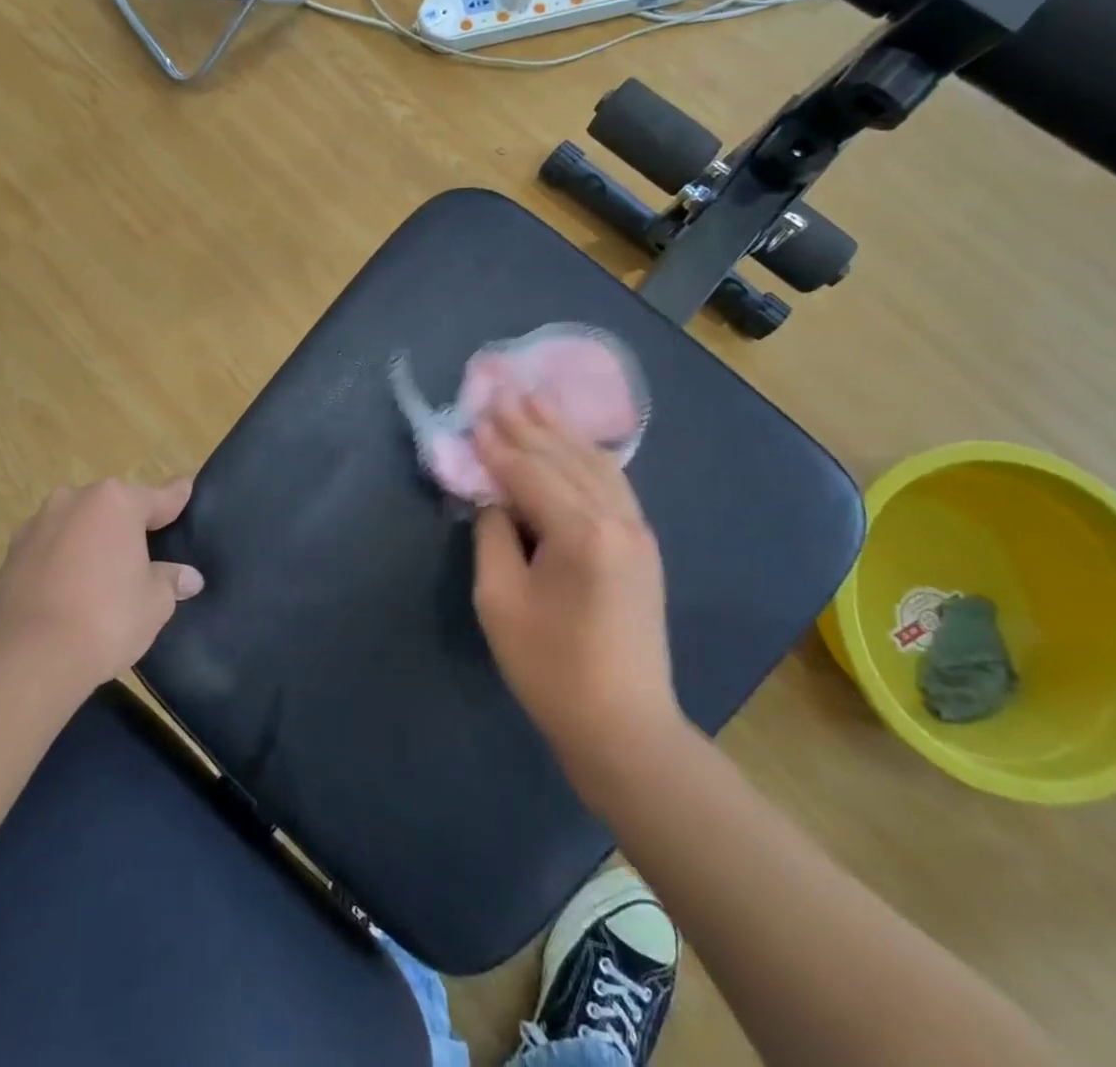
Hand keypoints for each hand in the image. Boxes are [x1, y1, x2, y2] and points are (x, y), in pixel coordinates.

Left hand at [0, 477, 202, 693]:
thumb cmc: (106, 618)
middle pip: (113, 507)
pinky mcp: (10, 555)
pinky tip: (71, 591)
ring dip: (91, 541)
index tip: (187, 488)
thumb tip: (188, 577)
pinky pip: (50, 550)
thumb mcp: (154, 603)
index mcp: (116, 502)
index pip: (160, 497)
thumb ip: (170, 581)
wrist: (27, 658)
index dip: (177, 498)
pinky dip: (63, 562)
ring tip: (105, 576)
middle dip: (128, 525)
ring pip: (78, 526)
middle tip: (147, 552)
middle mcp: (74, 501)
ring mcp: (37, 525)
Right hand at [472, 394, 680, 762]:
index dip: (497, 445)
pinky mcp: (642, 546)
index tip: (474, 415)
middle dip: (529, 424)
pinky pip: (613, 484)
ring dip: (561, 432)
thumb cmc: (549, 667)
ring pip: (595, 464)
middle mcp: (616, 519)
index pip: (529, 472)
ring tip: (535, 400)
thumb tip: (494, 499)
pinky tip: (574, 443)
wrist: (622, 725)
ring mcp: (637, 531)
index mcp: (580, 531)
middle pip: (564, 458)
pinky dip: (588, 456)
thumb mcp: (499, 599)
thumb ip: (493, 535)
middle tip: (501, 390)